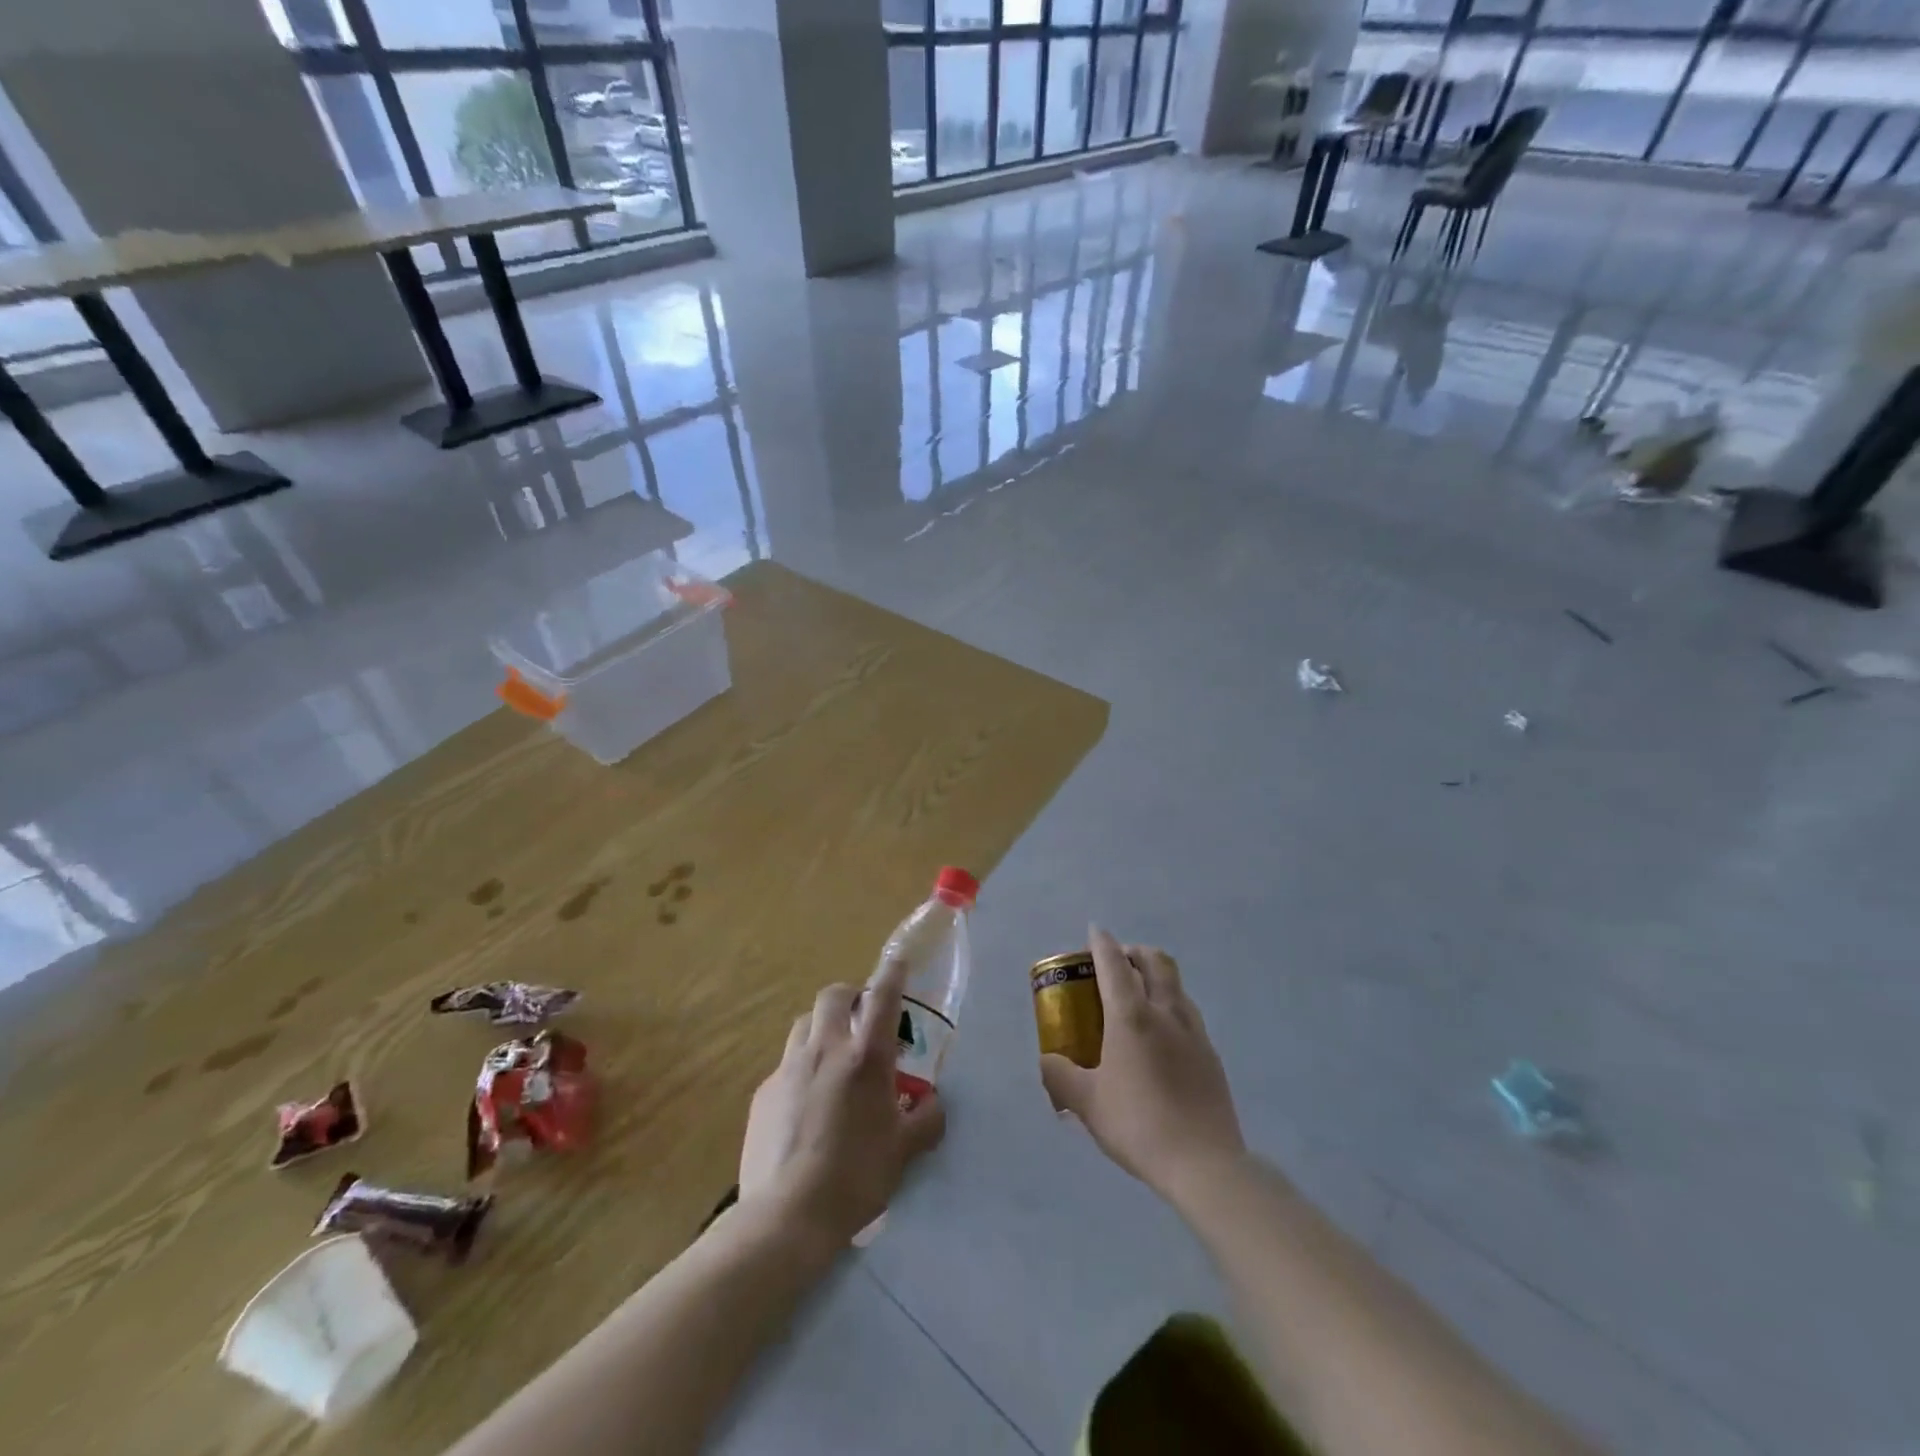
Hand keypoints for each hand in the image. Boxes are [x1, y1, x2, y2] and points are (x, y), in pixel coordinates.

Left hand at [737, 956, 946, 1249]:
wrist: (787, 1216)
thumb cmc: (855, 1178)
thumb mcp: (904, 1152)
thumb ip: (925, 1121)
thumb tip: (933, 1104)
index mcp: (866, 1057)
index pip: (883, 997)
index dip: (893, 973)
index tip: (898, 960)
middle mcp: (826, 1049)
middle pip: (833, 995)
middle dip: (850, 996)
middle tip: (861, 1019)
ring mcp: (789, 1067)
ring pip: (805, 1023)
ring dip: (822, 1027)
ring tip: (832, 1056)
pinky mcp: (764, 1091)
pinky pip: (786, 1063)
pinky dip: (801, 1067)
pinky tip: (806, 1102)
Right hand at [1041, 926, 1245, 1199]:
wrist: (1204, 1164)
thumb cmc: (1138, 1125)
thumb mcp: (1087, 1104)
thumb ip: (1061, 1077)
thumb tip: (1047, 1061)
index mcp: (1131, 1017)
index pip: (1114, 964)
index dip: (1102, 943)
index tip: (1095, 930)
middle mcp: (1165, 1013)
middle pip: (1155, 962)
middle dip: (1135, 952)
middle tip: (1118, 962)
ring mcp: (1193, 1032)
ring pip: (1177, 985)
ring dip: (1156, 977)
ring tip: (1139, 997)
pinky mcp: (1211, 1055)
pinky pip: (1188, 1014)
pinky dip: (1171, 1007)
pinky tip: (1162, 1037)